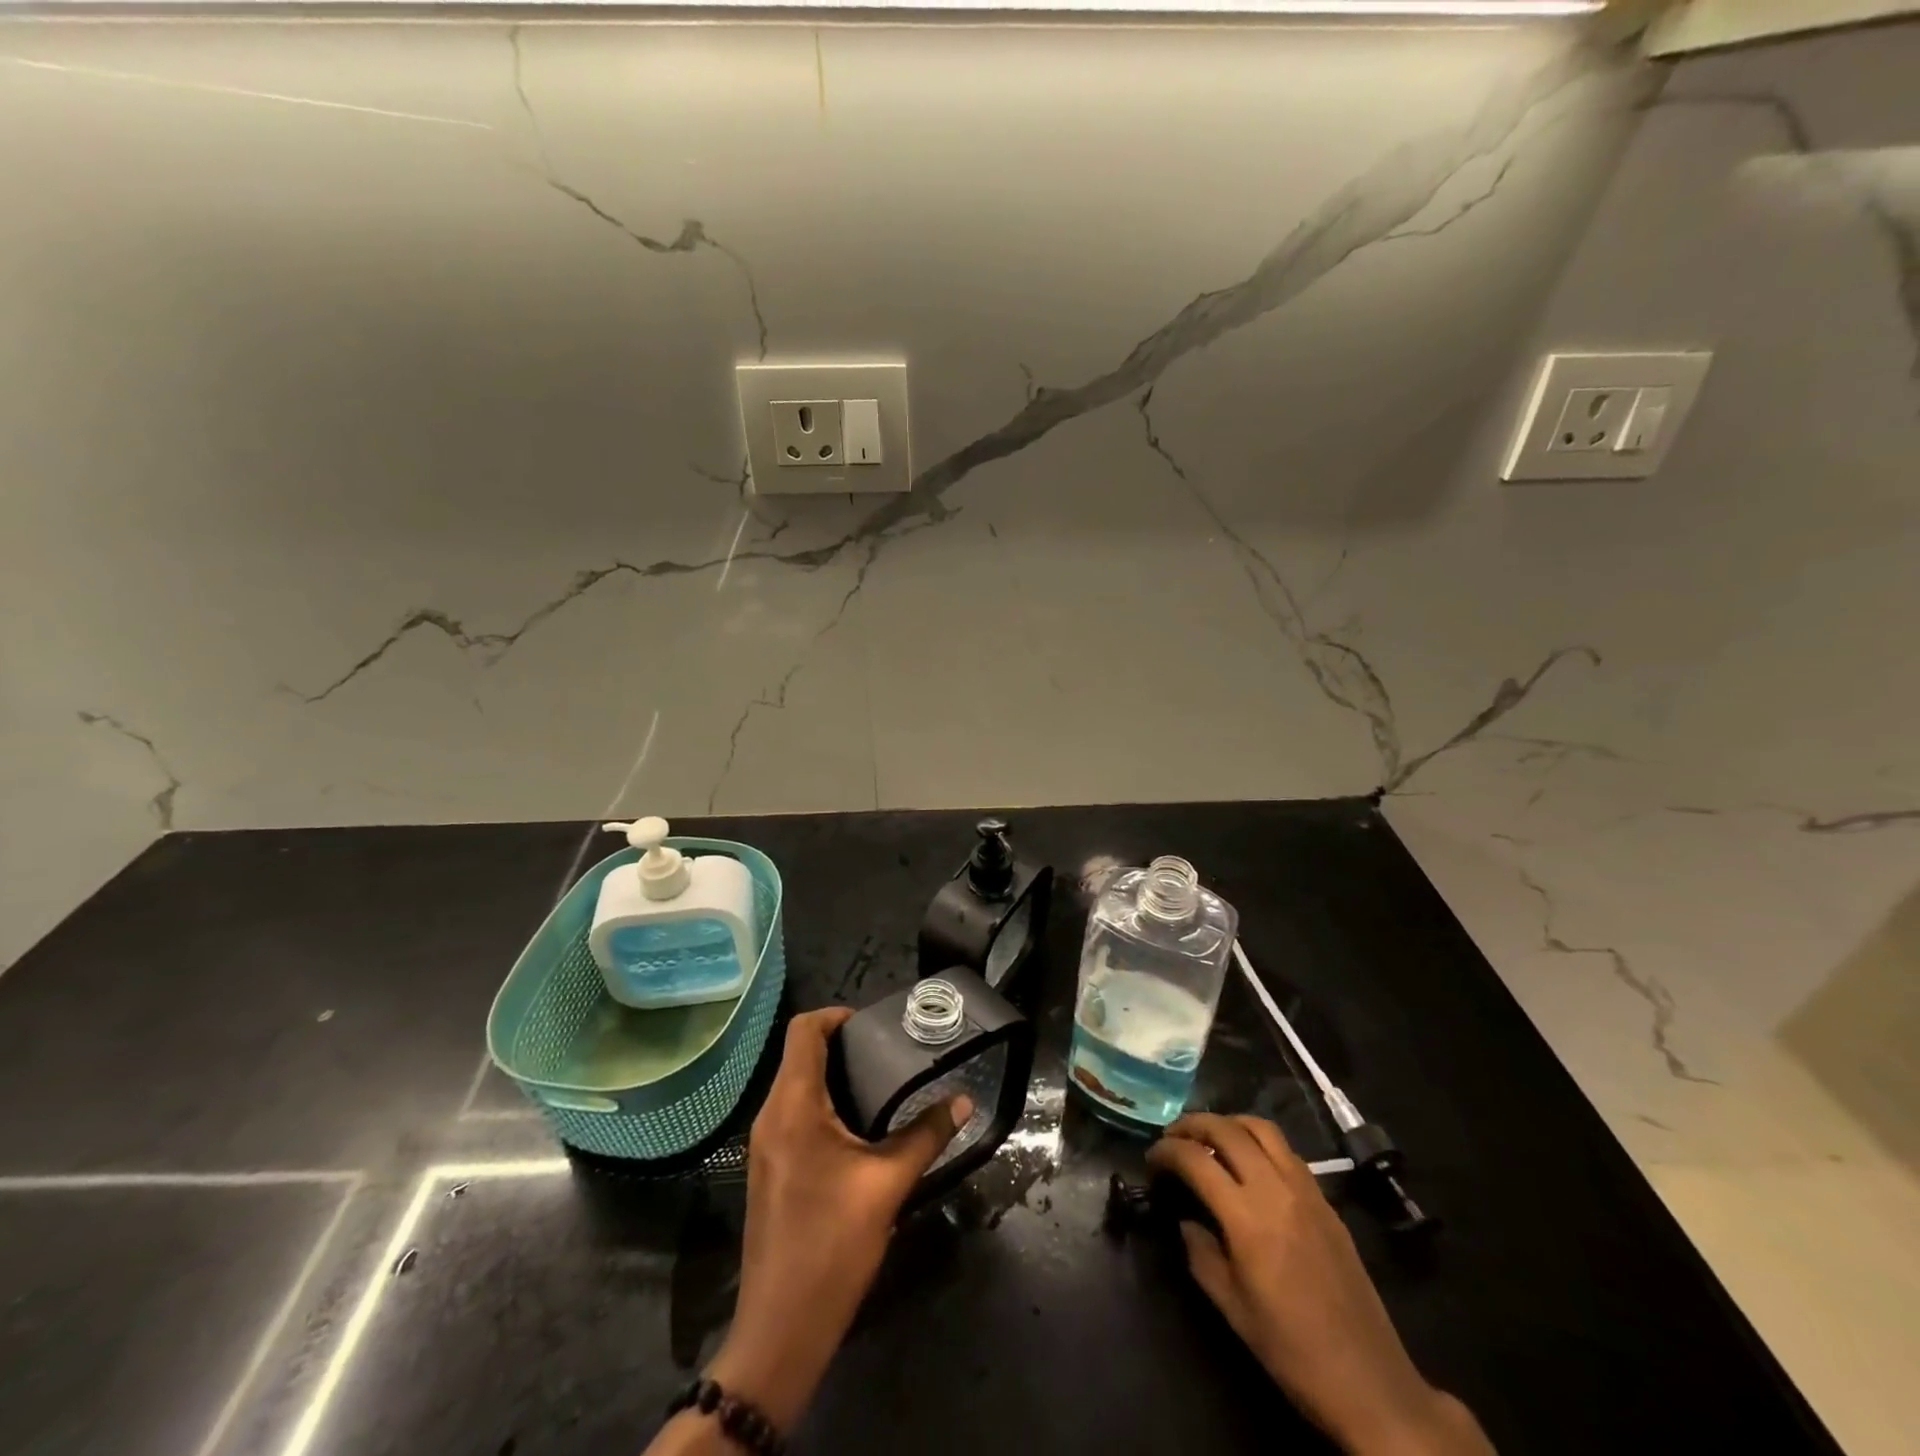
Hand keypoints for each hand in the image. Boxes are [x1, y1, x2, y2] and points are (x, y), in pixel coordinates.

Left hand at [708, 1007, 972, 1430]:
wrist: (780, 1330)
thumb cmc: (831, 1246)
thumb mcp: (887, 1185)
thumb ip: (926, 1135)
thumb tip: (964, 1100)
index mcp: (793, 1106)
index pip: (804, 1031)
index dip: (837, 1015)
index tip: (875, 1025)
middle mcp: (771, 1116)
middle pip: (800, 1054)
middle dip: (842, 1044)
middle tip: (889, 1052)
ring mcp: (765, 1145)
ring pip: (796, 1085)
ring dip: (834, 1075)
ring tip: (882, 1083)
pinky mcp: (770, 1169)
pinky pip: (794, 1114)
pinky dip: (824, 1104)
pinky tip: (860, 1127)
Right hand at [1147, 1115, 1491, 1455]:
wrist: (1370, 1382)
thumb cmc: (1292, 1352)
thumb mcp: (1231, 1309)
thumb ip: (1200, 1253)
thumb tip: (1187, 1221)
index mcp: (1248, 1219)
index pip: (1196, 1160)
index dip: (1166, 1151)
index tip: (1151, 1159)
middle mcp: (1276, 1191)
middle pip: (1227, 1130)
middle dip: (1192, 1124)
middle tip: (1172, 1137)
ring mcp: (1307, 1191)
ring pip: (1261, 1128)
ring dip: (1228, 1123)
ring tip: (1209, 1137)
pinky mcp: (1327, 1200)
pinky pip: (1286, 1151)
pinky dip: (1258, 1142)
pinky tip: (1248, 1162)